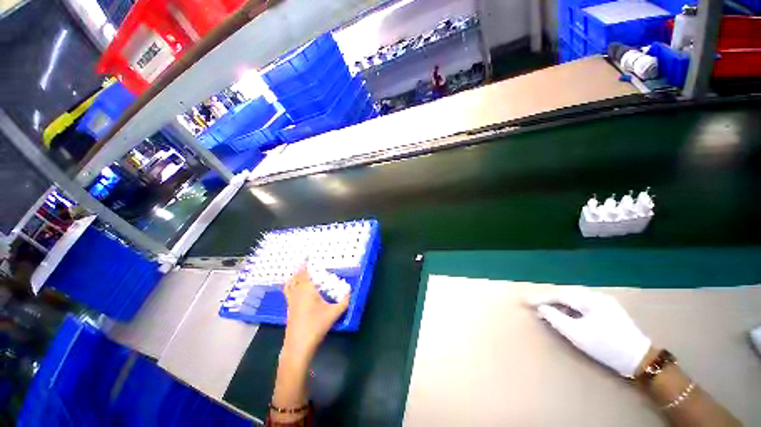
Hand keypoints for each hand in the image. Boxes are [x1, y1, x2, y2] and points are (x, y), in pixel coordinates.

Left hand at [282, 266, 349, 362]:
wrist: (298, 346)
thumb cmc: (316, 326)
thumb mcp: (334, 313)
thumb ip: (344, 302)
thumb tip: (351, 292)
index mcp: (306, 291)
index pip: (303, 273)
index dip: (303, 264)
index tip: (305, 256)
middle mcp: (296, 294)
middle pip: (294, 278)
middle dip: (298, 270)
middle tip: (304, 264)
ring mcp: (291, 303)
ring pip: (289, 286)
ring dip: (293, 278)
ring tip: (298, 275)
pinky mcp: (289, 310)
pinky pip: (288, 293)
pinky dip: (291, 287)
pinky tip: (297, 291)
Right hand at [528, 289, 650, 377]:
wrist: (639, 359)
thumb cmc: (607, 347)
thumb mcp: (578, 335)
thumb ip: (556, 319)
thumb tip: (541, 309)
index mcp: (590, 300)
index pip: (559, 295)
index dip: (541, 299)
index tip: (527, 302)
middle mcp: (597, 296)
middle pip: (566, 293)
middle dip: (549, 299)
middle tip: (535, 305)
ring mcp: (604, 302)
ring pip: (575, 297)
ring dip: (559, 302)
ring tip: (547, 308)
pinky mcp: (608, 309)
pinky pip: (583, 303)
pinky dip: (570, 306)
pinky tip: (566, 312)